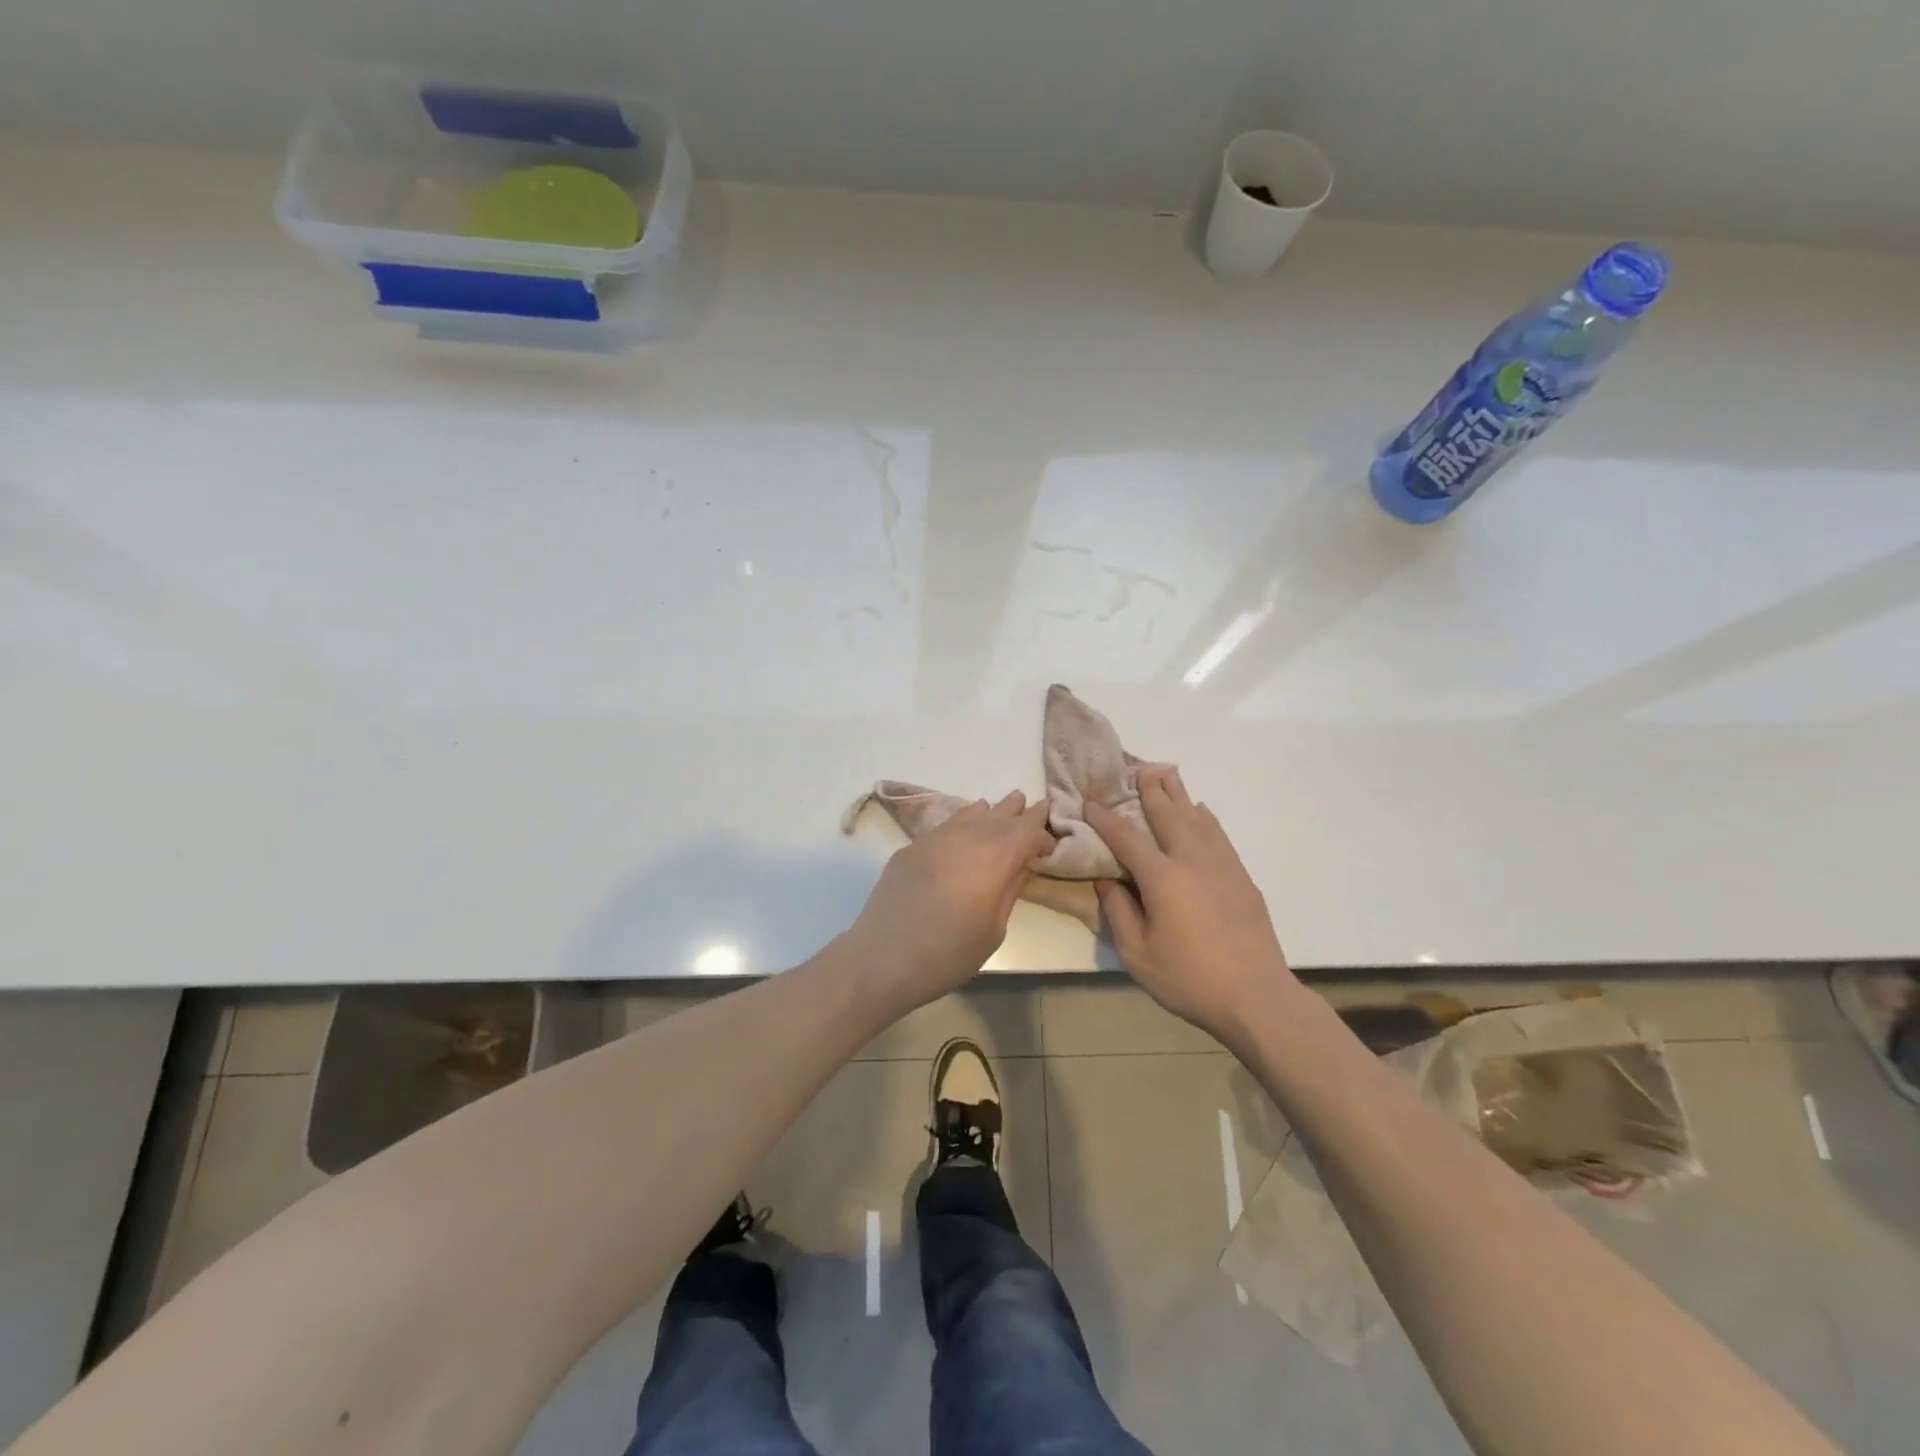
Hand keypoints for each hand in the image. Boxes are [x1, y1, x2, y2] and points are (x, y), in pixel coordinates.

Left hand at [844, 792, 1053, 1009]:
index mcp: (994, 859)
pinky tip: (966, 822)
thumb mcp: (993, 930)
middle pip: (1000, 816)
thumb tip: (1022, 865)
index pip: (1027, 832)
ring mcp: (935, 839)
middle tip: (1034, 805)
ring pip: (971, 814)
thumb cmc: (948, 953)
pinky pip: (946, 825)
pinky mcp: (911, 848)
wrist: (883, 957)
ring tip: (1003, 805)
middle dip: (1019, 812)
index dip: (1042, 834)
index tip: (1049, 846)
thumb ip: (1010, 891)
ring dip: (991, 811)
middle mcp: (967, 839)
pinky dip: (963, 820)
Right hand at [1086, 767, 1295, 1039]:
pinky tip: (1201, 812)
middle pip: (1168, 815)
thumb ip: (1119, 912)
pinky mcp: (1241, 877)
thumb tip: (1107, 880)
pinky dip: (1205, 817)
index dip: (1106, 818)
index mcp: (1163, 878)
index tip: (1090, 801)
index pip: (1127, 838)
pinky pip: (1218, 835)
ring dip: (1179, 795)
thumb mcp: (1138, 955)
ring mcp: (1221, 866)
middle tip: (1139, 768)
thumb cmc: (1189, 979)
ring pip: (1197, 818)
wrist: (1256, 996)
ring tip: (1167, 775)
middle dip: (1151, 790)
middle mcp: (1192, 861)